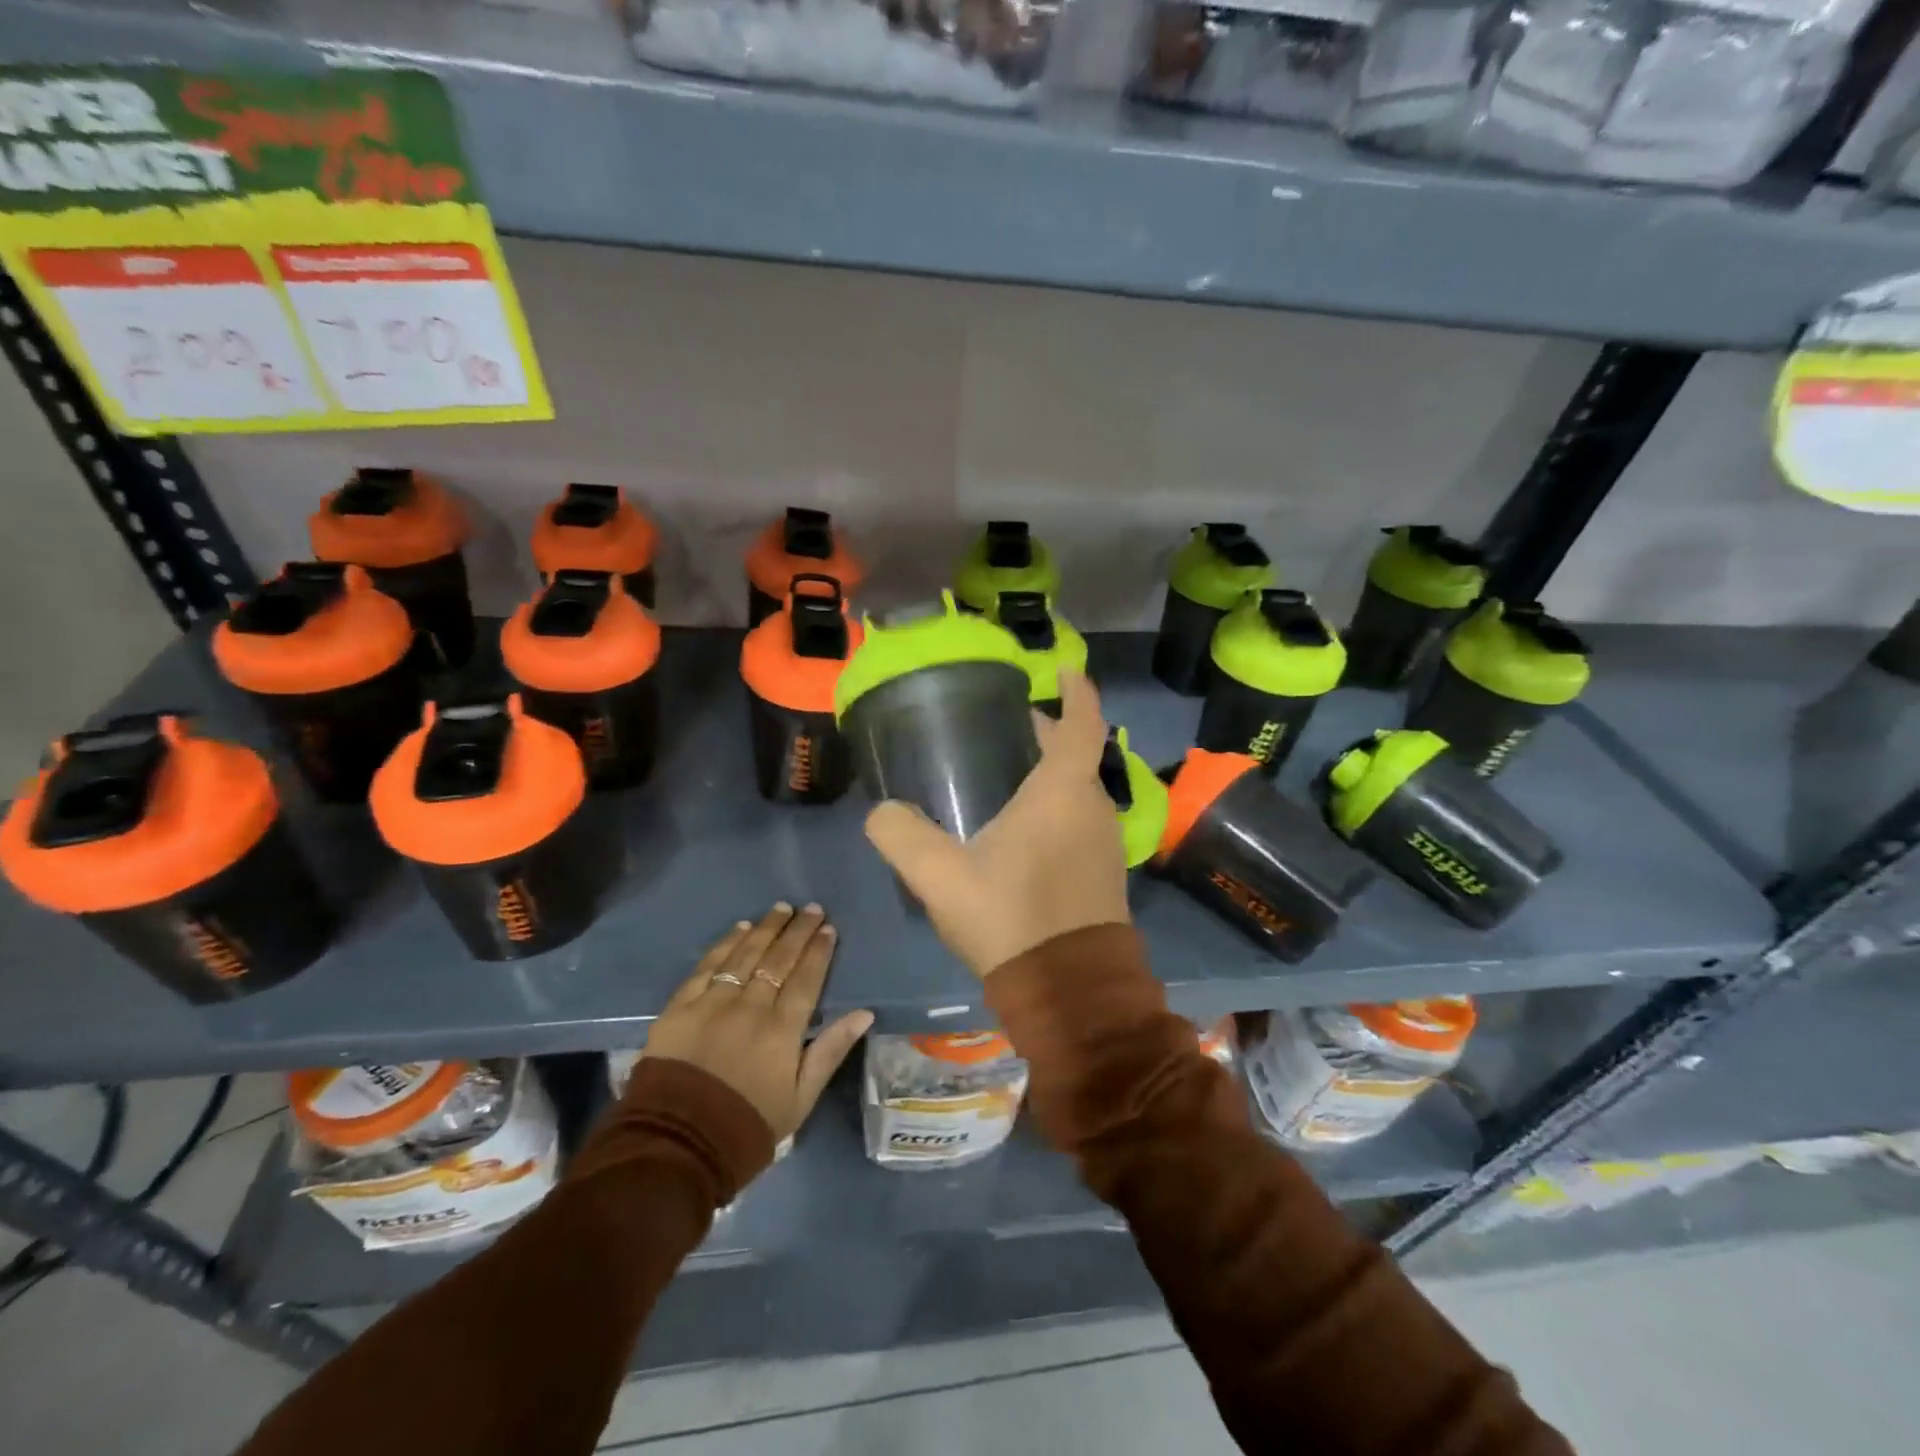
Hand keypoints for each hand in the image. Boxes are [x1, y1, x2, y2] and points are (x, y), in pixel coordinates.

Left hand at [645, 904, 873, 1141]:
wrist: (676, 1146)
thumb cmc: (748, 1126)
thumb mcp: (801, 1099)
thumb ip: (830, 1051)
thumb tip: (863, 1013)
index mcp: (783, 1030)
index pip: (806, 978)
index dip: (819, 951)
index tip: (828, 929)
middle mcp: (750, 1007)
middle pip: (778, 959)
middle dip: (797, 931)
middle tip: (811, 909)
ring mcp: (712, 1003)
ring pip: (744, 955)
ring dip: (765, 929)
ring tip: (781, 909)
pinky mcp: (680, 1007)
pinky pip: (707, 966)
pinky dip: (725, 944)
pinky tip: (739, 929)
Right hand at [864, 671, 1128, 978]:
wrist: (1071, 991)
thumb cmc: (1011, 917)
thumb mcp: (940, 877)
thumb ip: (901, 836)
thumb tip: (882, 812)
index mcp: (1063, 792)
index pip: (1080, 722)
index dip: (1074, 690)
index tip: (1059, 670)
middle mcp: (1093, 807)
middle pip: (1077, 754)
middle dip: (1049, 732)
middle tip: (1009, 726)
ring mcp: (1104, 842)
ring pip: (1079, 789)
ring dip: (1053, 772)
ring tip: (1009, 773)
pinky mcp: (1104, 873)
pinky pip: (1081, 819)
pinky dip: (1058, 805)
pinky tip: (1023, 828)